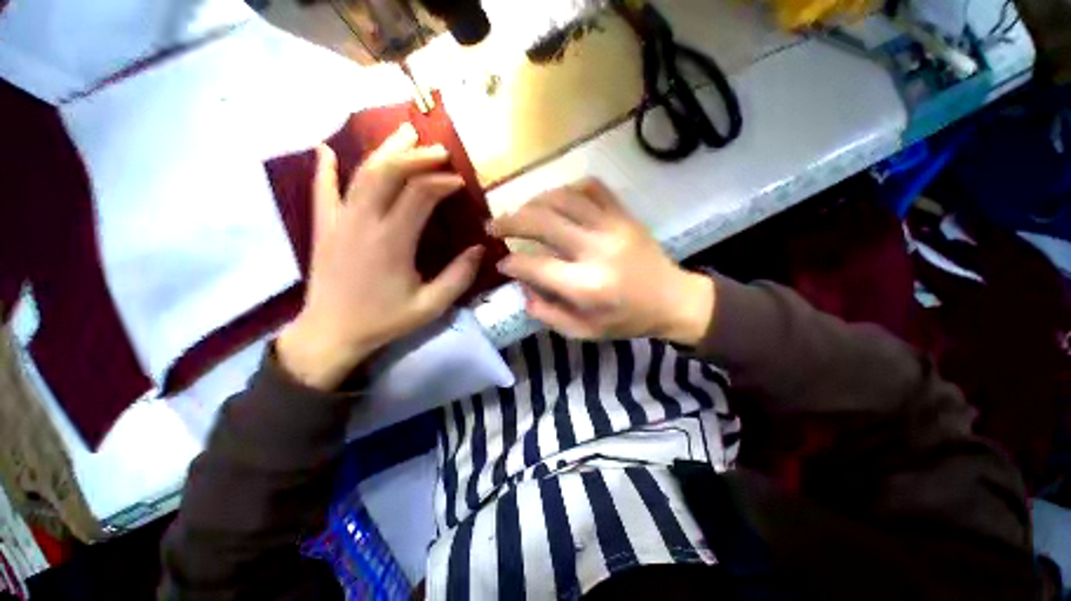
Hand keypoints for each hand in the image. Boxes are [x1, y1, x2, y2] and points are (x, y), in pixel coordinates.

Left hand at [277, 124, 483, 389]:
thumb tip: (480, 249)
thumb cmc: (384, 320)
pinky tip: (327, 148)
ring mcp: (338, 222)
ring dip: (384, 151)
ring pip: (360, 174)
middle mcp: (363, 223)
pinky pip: (321, 190)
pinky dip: (324, 167)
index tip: (460, 182)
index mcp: (392, 242)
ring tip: (404, 133)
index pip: (419, 195)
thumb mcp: (430, 306)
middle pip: (387, 173)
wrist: (331, 333)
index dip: (442, 183)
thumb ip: (458, 277)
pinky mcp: (323, 227)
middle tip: (438, 150)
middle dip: (416, 157)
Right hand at [488, 178, 714, 343]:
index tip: (501, 262)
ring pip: (563, 198)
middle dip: (510, 222)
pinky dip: (568, 189)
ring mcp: (613, 226)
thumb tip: (522, 287)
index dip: (511, 262)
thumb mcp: (584, 331)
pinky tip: (557, 200)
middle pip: (542, 222)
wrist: (673, 300)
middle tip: (492, 225)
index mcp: (587, 286)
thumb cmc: (627, 320)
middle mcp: (596, 250)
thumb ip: (548, 313)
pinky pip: (592, 188)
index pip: (535, 265)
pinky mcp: (624, 215)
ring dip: (533, 202)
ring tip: (521, 212)